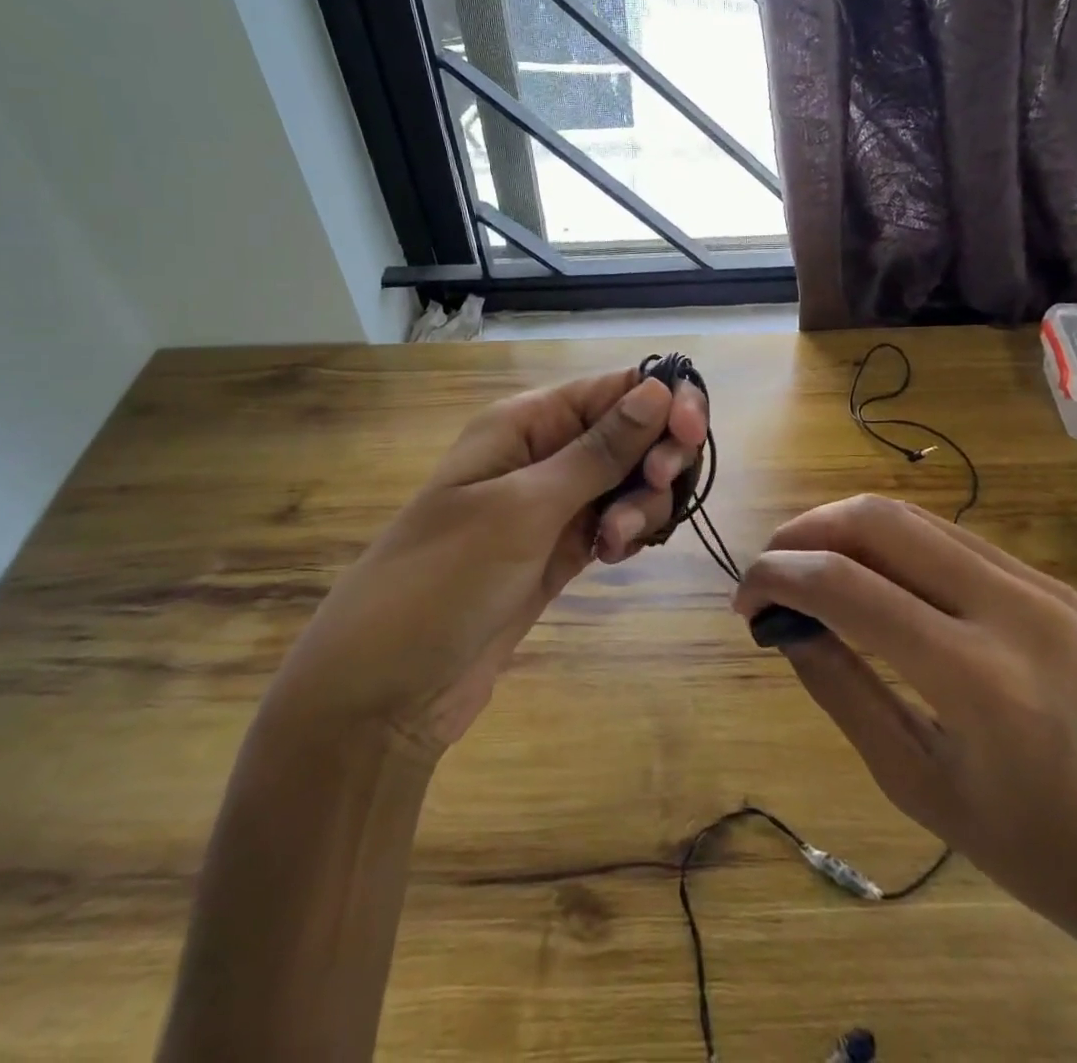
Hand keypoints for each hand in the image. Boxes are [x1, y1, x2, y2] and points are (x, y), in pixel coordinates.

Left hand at [277, 368, 706, 751]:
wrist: (387, 690)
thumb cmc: (444, 580)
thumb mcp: (524, 508)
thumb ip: (599, 450)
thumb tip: (659, 388)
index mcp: (526, 421)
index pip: (614, 388)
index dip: (663, 400)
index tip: (690, 435)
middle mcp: (543, 453)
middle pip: (632, 432)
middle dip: (656, 457)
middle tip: (655, 489)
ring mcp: (554, 504)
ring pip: (630, 481)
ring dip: (640, 505)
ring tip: (611, 545)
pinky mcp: (562, 549)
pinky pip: (616, 521)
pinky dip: (627, 533)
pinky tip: (610, 557)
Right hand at [735, 496, 1076, 1062]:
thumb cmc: (1040, 856)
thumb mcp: (918, 786)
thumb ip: (842, 691)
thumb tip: (784, 625)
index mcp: (977, 678)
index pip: (847, 586)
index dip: (779, 577)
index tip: (745, 598)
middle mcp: (1011, 608)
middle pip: (880, 522)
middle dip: (807, 530)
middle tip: (770, 568)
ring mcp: (1041, 586)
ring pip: (916, 518)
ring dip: (847, 528)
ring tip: (808, 564)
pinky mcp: (1055, 584)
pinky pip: (954, 539)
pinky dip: (895, 542)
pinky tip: (872, 573)